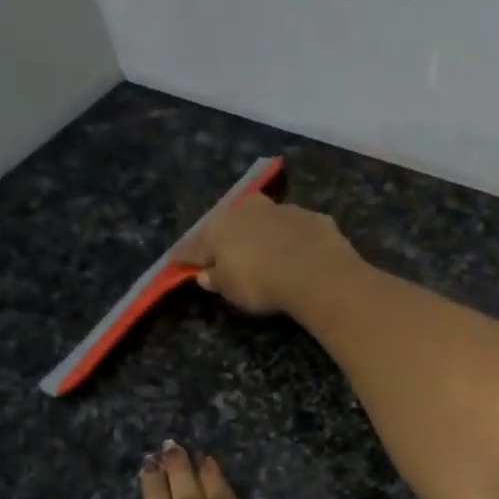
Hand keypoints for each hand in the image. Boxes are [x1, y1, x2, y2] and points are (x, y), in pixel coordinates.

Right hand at [178, 194, 359, 315]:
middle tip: (226, 256)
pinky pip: (296, 229)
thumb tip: (205, 274)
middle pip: (229, 225)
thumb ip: (216, 280)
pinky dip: (294, 240)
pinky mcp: (313, 217)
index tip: (180, 265)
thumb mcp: (231, 290)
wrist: (318, 273)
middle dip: (226, 239)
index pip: (192, 245)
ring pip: (265, 221)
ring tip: (267, 255)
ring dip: (262, 234)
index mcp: (218, 226)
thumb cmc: (262, 284)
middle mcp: (247, 209)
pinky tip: (300, 256)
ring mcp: (282, 209)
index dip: (185, 258)